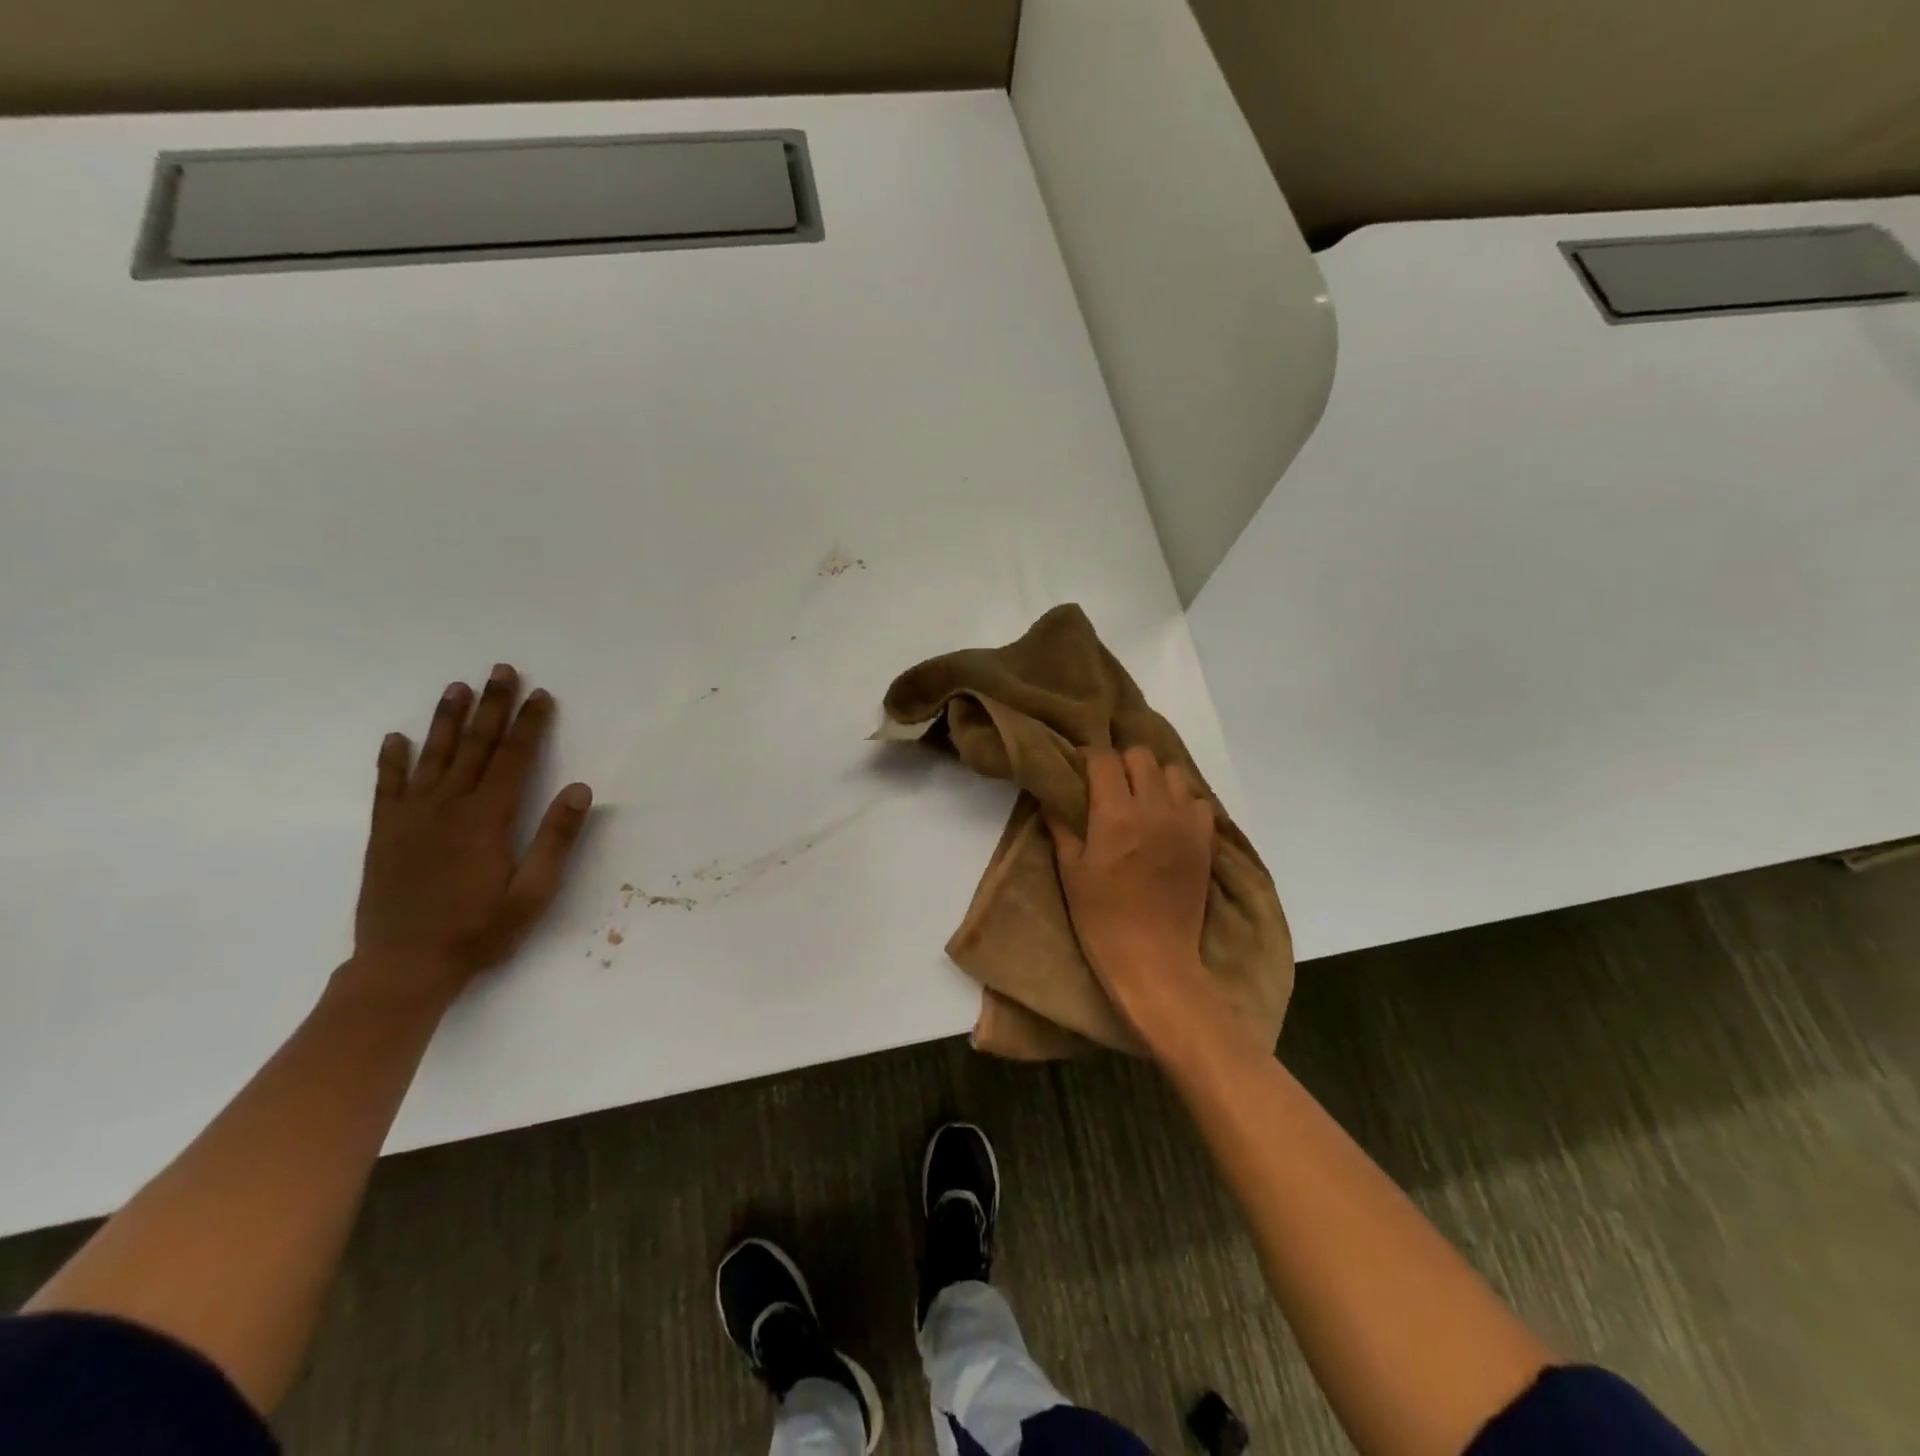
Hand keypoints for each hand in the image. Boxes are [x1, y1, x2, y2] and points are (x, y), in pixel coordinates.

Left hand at [344, 664, 592, 1008]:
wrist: (404, 967)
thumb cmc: (480, 931)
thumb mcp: (533, 893)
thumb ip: (556, 839)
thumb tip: (579, 788)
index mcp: (487, 819)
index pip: (513, 759)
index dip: (529, 724)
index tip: (541, 695)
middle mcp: (448, 808)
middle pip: (474, 746)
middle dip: (491, 706)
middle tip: (501, 670)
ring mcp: (412, 818)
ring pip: (432, 757)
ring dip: (447, 720)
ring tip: (456, 687)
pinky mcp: (386, 834)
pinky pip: (388, 787)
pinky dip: (392, 760)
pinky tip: (396, 738)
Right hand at [1046, 747, 1217, 1020]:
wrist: (1153, 958)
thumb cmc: (1101, 917)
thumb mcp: (1071, 871)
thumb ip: (1062, 825)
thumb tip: (1052, 794)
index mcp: (1115, 814)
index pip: (1104, 759)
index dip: (1088, 757)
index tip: (1078, 768)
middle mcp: (1153, 808)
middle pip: (1140, 755)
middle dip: (1120, 762)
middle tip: (1108, 784)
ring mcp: (1184, 822)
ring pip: (1171, 772)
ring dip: (1152, 778)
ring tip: (1140, 799)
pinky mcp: (1205, 840)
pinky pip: (1197, 800)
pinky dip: (1181, 801)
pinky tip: (1167, 820)